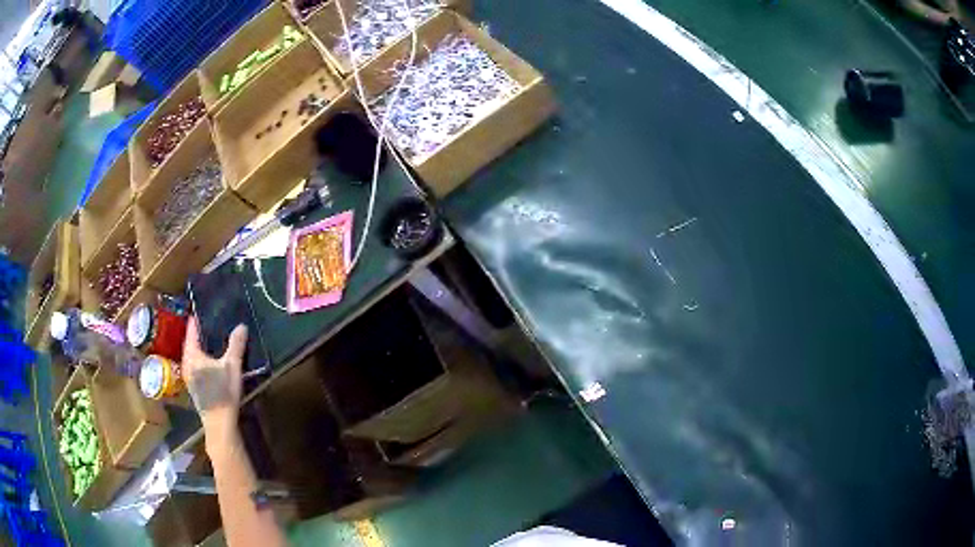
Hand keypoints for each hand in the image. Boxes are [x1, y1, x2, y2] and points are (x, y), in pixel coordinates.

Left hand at [182, 316, 247, 454]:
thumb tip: (241, 326)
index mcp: (192, 355)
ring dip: (199, 348)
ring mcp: (188, 377)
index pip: (191, 331)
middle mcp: (186, 363)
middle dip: (197, 334)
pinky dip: (201, 359)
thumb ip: (236, 345)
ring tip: (209, 340)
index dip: (195, 320)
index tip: (199, 309)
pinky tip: (210, 362)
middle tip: (207, 323)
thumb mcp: (232, 366)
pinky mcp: (194, 388)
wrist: (219, 422)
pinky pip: (195, 366)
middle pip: (190, 343)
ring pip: (192, 356)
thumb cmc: (223, 391)